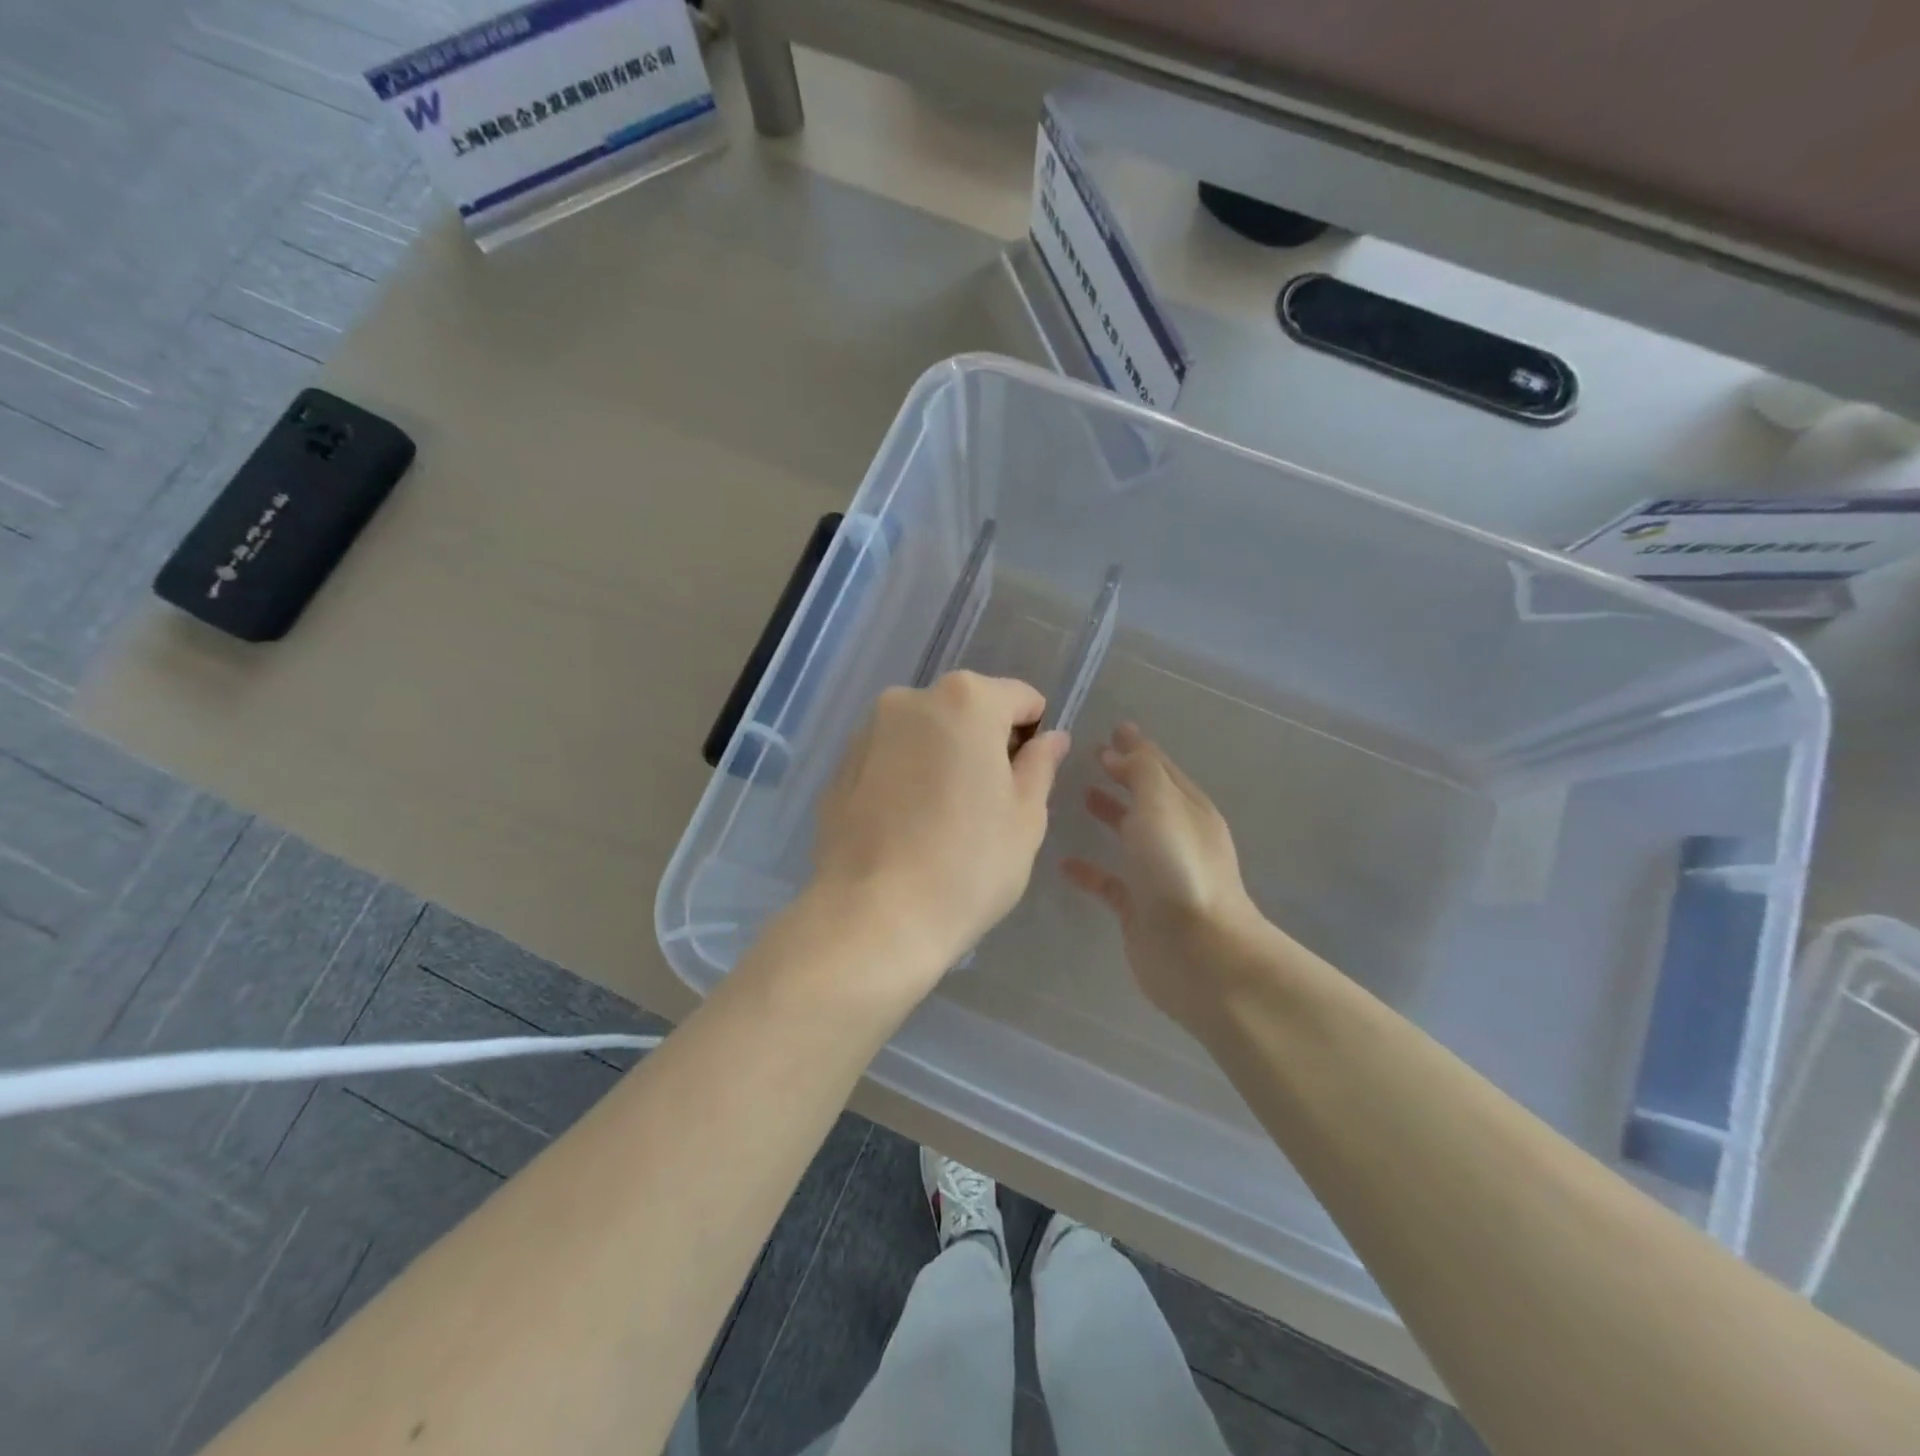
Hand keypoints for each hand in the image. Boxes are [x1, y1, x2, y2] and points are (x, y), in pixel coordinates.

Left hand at [811, 671, 1071, 981]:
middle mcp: (909, 700)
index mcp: (965, 700)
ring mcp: (866, 732)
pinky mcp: (839, 767)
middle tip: (987, 804)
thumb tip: (1052, 738)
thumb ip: (1040, 765)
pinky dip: (905, 777)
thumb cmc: (968, 865)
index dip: (1033, 734)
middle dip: (984, 743)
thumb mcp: (1025, 818)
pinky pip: (889, 759)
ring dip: (941, 758)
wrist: (873, 918)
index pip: (1019, 698)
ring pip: (924, 733)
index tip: (1027, 780)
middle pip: (967, 710)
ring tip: (942, 819)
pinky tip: (906, 827)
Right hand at [1063, 723, 1268, 1030]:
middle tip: (1090, 757)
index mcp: (1188, 809)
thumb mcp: (1162, 805)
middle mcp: (1176, 837)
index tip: (1112, 729)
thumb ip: (1141, 771)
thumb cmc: (1179, 869)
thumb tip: (1122, 746)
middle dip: (1122, 775)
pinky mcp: (1138, 908)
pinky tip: (1064, 862)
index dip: (1136, 748)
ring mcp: (1158, 874)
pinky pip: (1109, 881)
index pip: (1159, 768)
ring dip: (1109, 814)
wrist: (1199, 953)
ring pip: (1129, 835)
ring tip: (1078, 796)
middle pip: (1146, 797)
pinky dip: (1089, 869)